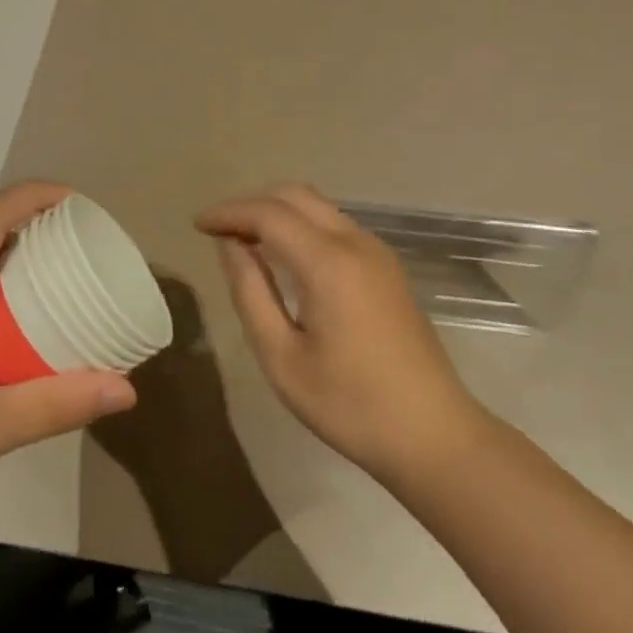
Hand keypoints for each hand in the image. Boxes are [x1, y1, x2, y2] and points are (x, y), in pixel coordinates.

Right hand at [197, 184, 485, 483]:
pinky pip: (334, 224)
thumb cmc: (350, 405)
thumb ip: (250, 292)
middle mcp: (355, 243)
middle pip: (294, 195)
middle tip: (219, 229)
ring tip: (244, 239)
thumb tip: (231, 246)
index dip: (228, 213)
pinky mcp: (387, 268)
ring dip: (277, 211)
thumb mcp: (281, 357)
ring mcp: (377, 252)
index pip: (268, 214)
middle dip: (251, 203)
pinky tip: (283, 254)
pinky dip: (300, 224)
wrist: (435, 437)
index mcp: (328, 263)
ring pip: (317, 206)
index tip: (198, 226)